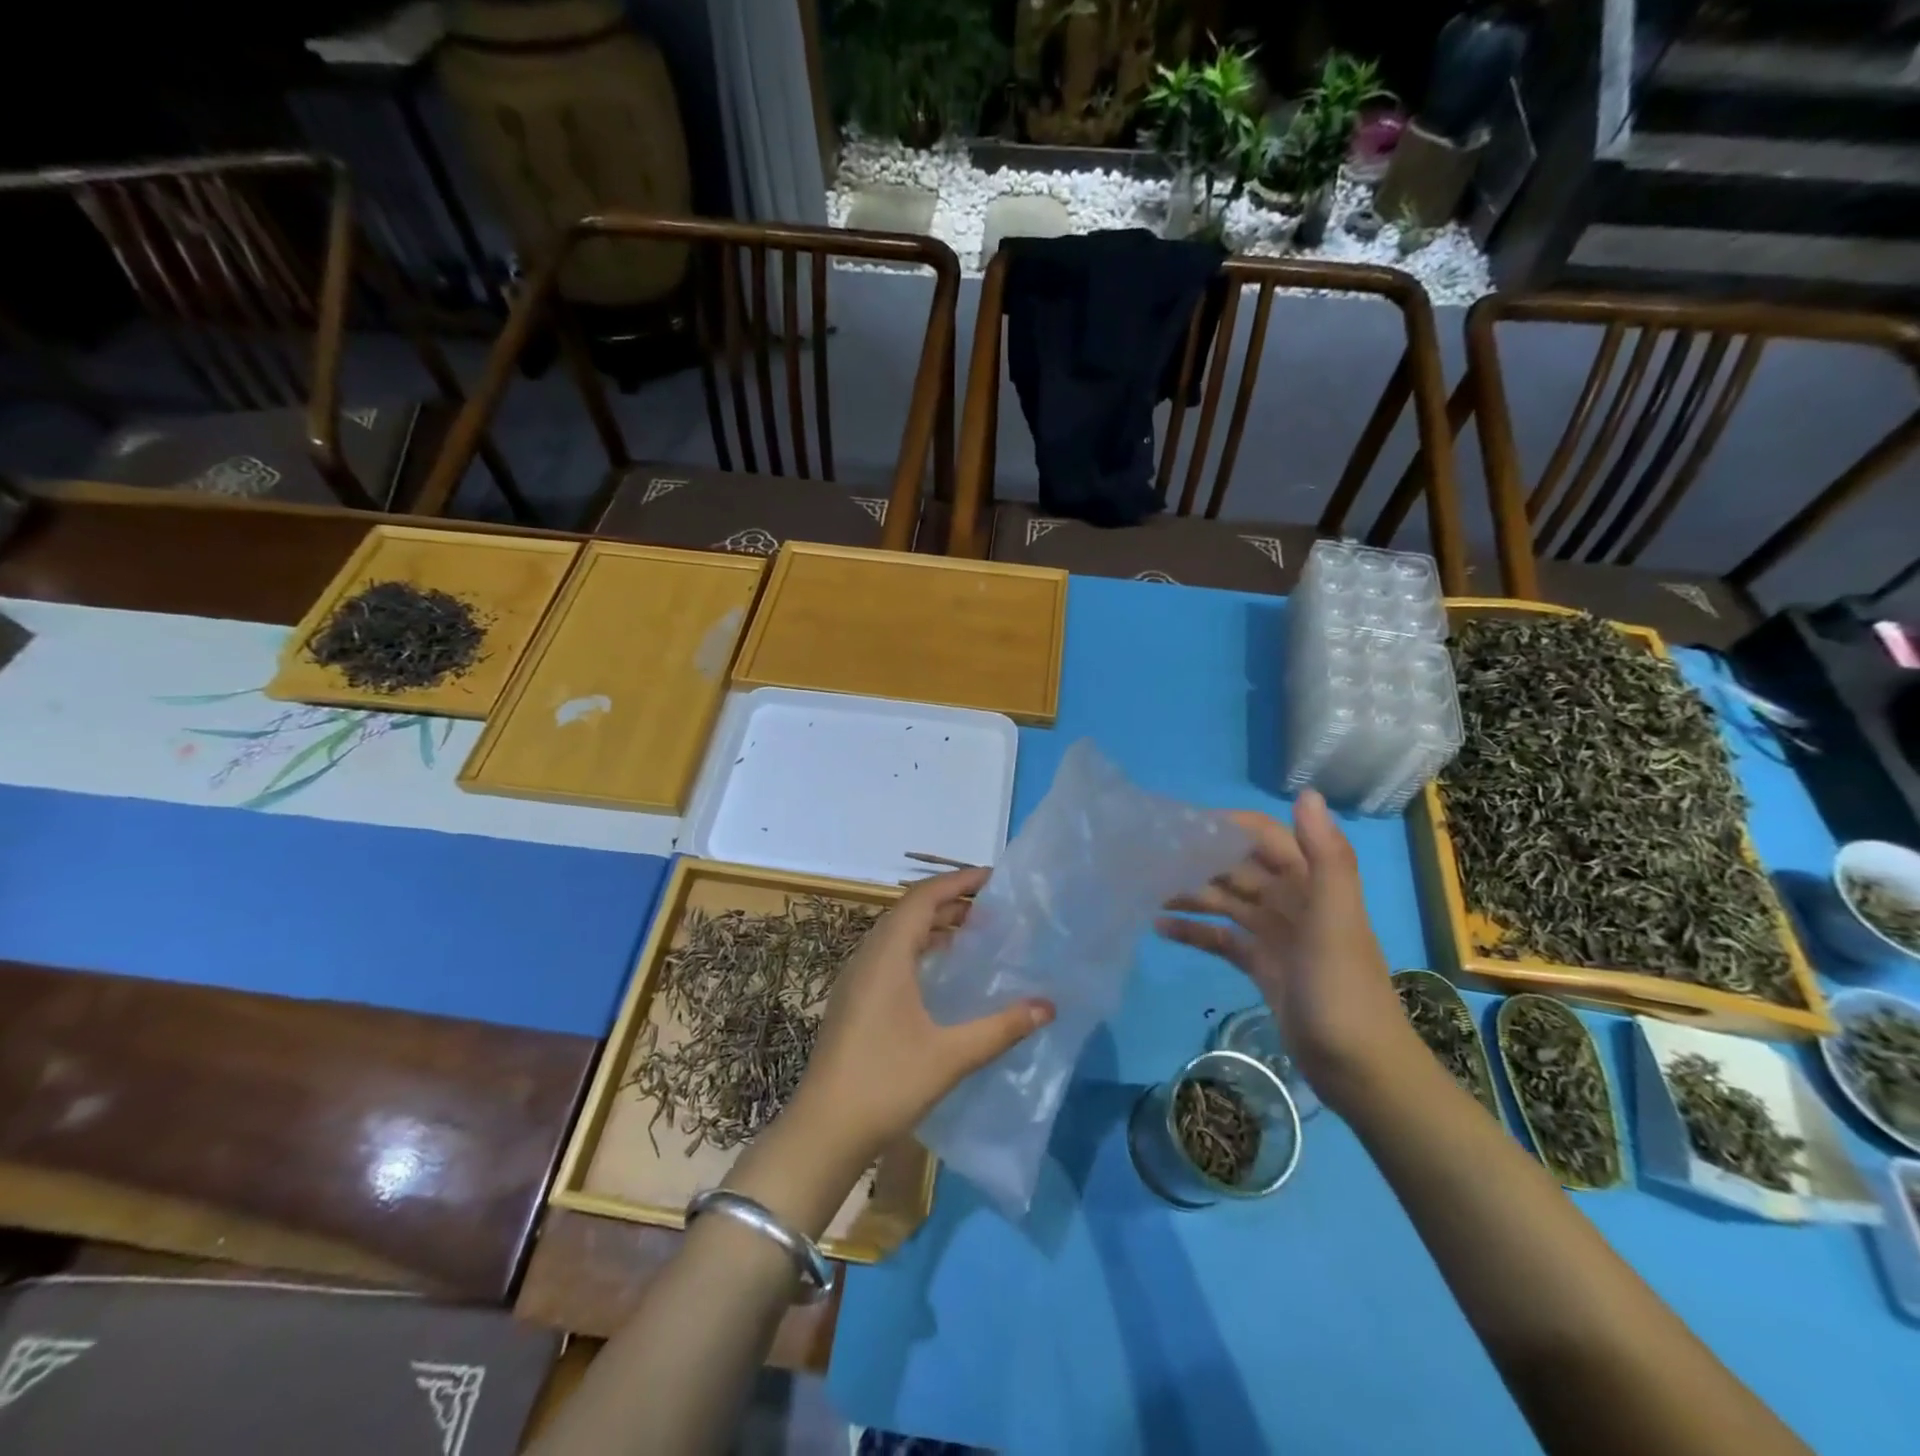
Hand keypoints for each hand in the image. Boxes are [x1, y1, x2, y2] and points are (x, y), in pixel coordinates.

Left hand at [788, 867, 1054, 1167]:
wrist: (823, 1131)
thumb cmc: (886, 1084)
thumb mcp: (951, 1056)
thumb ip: (1001, 1027)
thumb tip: (1048, 1006)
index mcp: (887, 955)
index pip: (923, 898)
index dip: (958, 881)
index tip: (994, 878)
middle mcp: (868, 956)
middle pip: (910, 911)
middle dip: (951, 902)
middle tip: (994, 908)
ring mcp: (856, 979)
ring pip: (898, 934)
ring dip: (934, 926)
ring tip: (974, 934)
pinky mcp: (854, 1000)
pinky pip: (890, 955)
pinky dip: (920, 949)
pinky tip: (941, 974)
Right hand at [1157, 791, 1409, 1105]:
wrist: (1360, 1070)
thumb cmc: (1343, 990)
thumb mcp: (1335, 920)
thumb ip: (1325, 857)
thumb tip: (1306, 792)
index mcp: (1311, 883)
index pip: (1264, 837)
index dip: (1228, 824)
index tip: (1181, 823)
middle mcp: (1291, 901)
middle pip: (1238, 867)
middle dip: (1199, 858)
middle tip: (1150, 856)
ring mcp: (1275, 935)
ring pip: (1226, 901)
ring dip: (1191, 893)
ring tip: (1146, 888)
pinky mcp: (1261, 966)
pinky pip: (1222, 938)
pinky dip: (1194, 931)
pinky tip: (1159, 928)